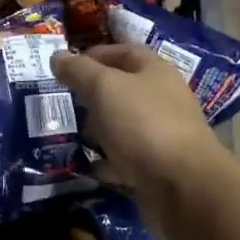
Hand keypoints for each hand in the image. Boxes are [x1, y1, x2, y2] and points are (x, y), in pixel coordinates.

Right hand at [53, 45, 227, 222]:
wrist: (182, 186)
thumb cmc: (143, 124)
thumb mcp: (104, 87)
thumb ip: (78, 71)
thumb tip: (57, 57)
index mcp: (156, 72)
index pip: (124, 52)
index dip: (96, 54)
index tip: (67, 67)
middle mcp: (163, 100)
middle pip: (123, 90)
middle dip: (93, 95)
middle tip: (66, 102)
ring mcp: (162, 135)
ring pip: (123, 125)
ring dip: (99, 130)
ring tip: (74, 135)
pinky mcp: (157, 168)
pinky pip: (126, 159)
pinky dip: (107, 161)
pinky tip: (89, 165)